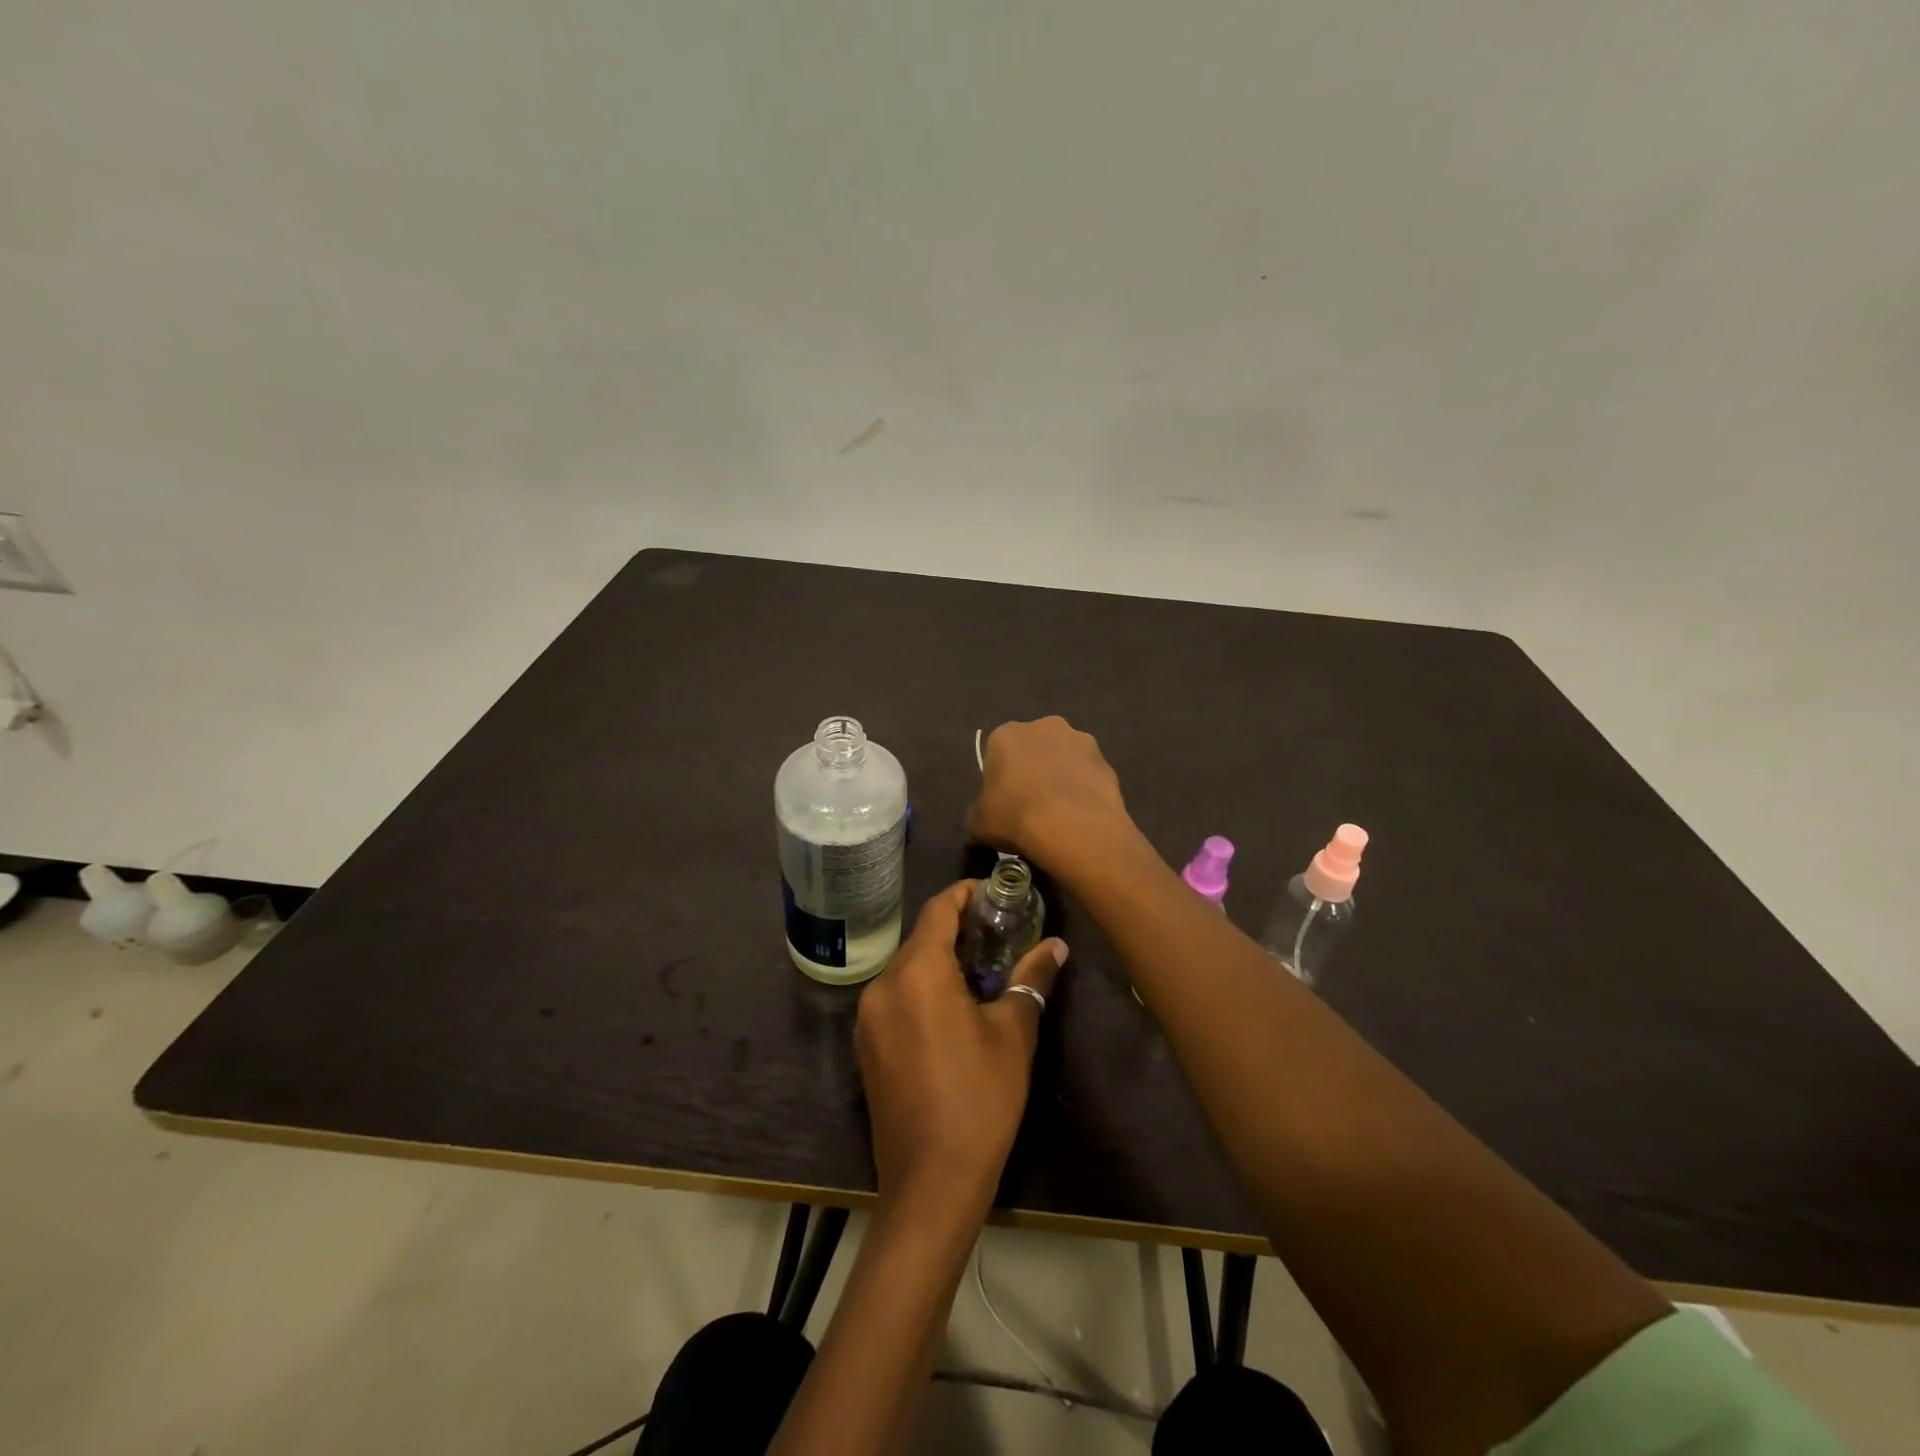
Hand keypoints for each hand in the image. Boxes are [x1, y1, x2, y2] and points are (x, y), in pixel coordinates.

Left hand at [856, 881, 1067, 1211]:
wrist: (930, 1182)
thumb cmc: (980, 1099)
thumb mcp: (1014, 1034)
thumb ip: (1032, 979)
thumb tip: (1057, 947)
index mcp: (917, 973)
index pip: (938, 910)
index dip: (965, 894)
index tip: (994, 893)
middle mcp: (883, 985)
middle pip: (920, 938)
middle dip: (957, 929)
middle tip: (998, 932)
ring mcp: (868, 1017)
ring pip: (906, 968)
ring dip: (939, 960)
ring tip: (981, 968)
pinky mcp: (865, 1045)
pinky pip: (895, 997)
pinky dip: (921, 987)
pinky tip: (951, 1007)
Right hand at [967, 716, 1130, 863]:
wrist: (1073, 827)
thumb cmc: (1015, 817)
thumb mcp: (978, 822)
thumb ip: (979, 810)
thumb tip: (985, 814)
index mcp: (1006, 734)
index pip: (997, 752)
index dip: (1000, 778)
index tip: (1004, 802)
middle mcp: (1044, 726)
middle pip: (1034, 748)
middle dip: (1034, 769)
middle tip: (1032, 805)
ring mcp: (1081, 740)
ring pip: (1065, 758)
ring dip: (1062, 776)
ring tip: (1061, 813)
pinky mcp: (1107, 761)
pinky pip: (1089, 775)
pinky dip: (1085, 790)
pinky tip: (1081, 816)